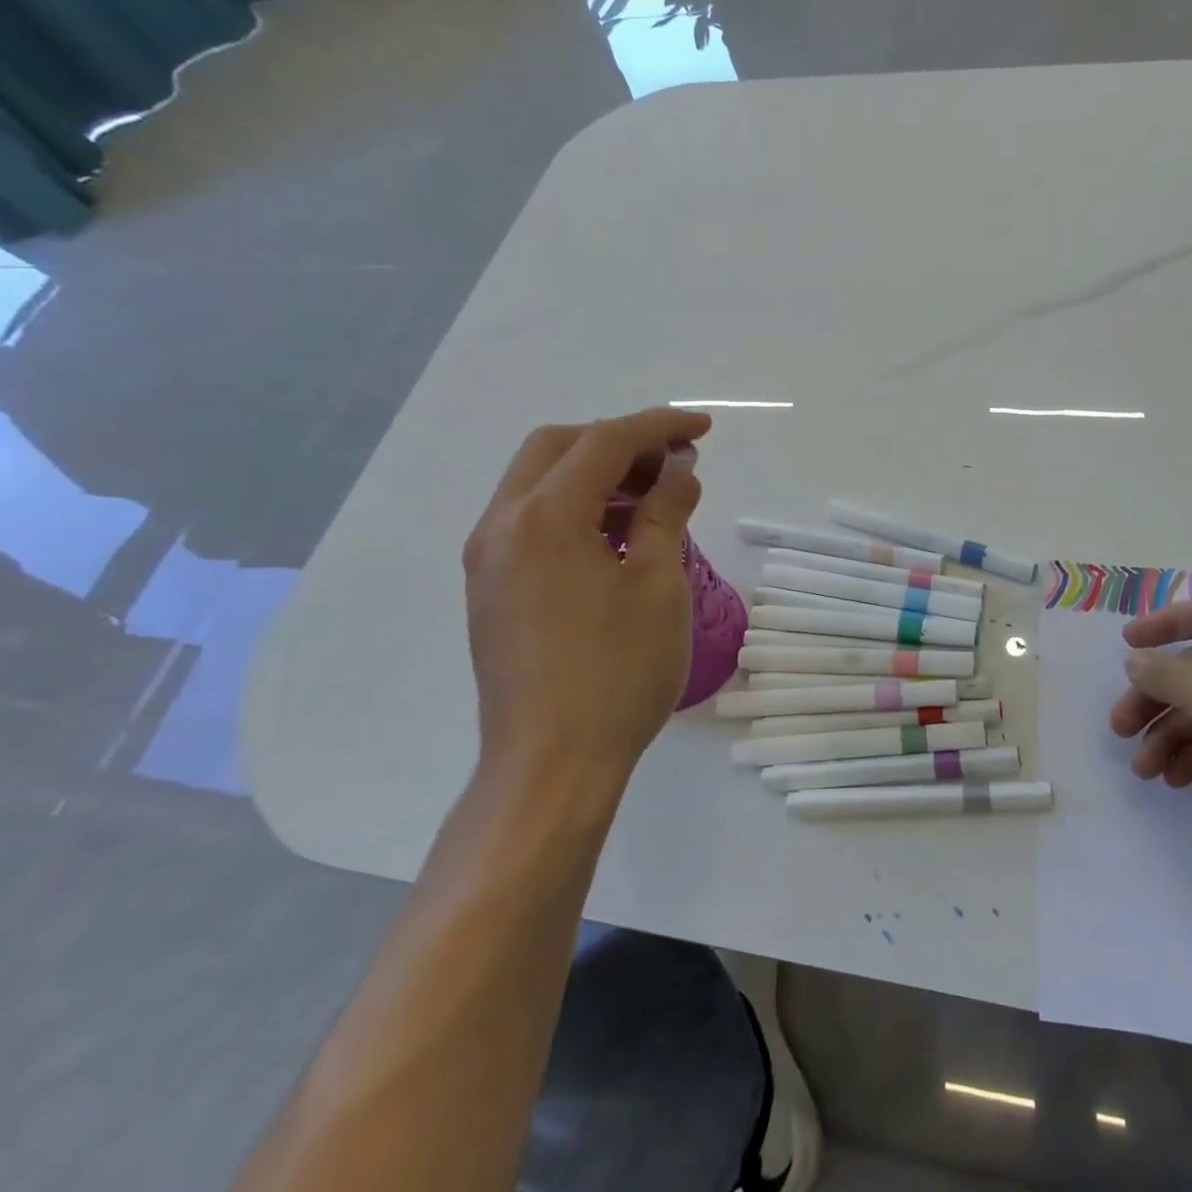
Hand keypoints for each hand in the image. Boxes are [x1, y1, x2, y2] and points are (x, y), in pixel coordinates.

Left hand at [463, 407, 711, 782]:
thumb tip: (679, 469)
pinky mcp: (491, 587)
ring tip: (654, 499)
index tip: (703, 430)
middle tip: (673, 463)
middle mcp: (502, 524)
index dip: (659, 426)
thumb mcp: (658, 585)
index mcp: (544, 516)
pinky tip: (617, 536)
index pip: (605, 441)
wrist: (551, 765)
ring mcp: (488, 558)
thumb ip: (666, 512)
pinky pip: (531, 519)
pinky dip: (575, 508)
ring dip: (596, 474)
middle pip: (559, 447)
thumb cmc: (617, 673)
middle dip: (620, 441)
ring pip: (540, 482)